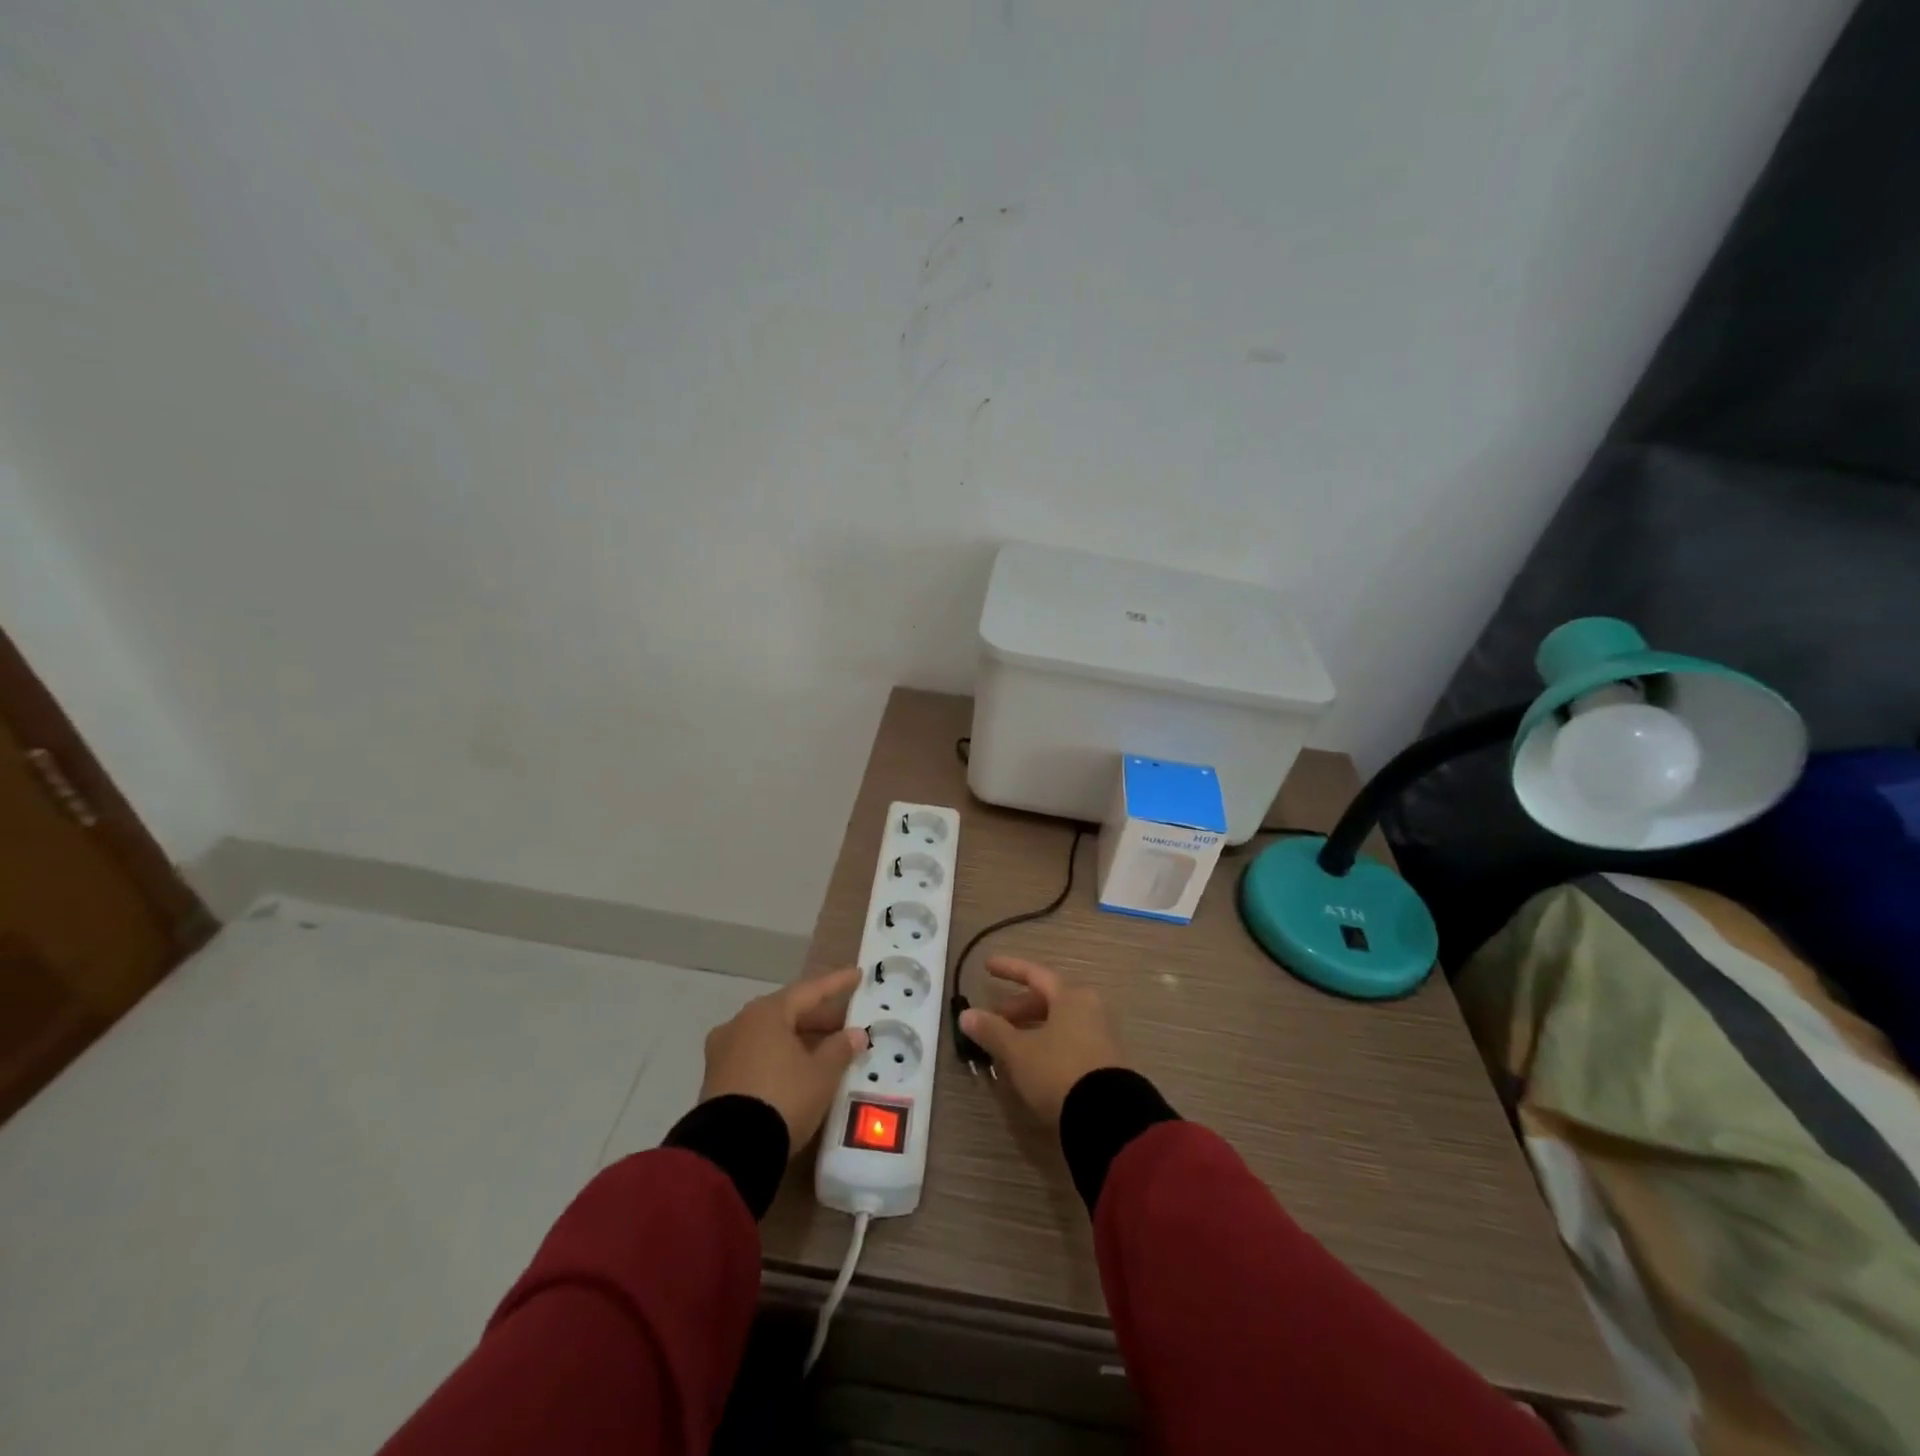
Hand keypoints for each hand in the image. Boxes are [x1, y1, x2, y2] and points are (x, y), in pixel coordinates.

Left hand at [699, 967, 869, 1150]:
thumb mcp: (822, 1074)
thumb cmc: (783, 1098)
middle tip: (845, 1023)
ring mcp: (723, 1052)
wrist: (729, 1152)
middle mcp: (740, 1024)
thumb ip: (840, 1048)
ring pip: (770, 1035)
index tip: (857, 975)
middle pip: (787, 1012)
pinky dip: (779, 1056)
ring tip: (825, 1049)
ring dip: (798, 1039)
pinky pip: (756, 1056)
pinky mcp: (716, 1080)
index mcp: (766, 1013)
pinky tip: (797, 1070)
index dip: (836, 984)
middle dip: (817, 1017)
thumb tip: (855, 1033)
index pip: (809, 990)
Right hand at [958, 957, 1126, 1127]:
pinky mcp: (1106, 1063)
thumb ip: (992, 1031)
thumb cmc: (1059, 1071)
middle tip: (994, 1020)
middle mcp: (1090, 1009)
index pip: (1035, 974)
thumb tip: (966, 1014)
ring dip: (1031, 1029)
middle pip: (1048, 1000)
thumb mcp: (1019, 1052)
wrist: (1109, 1117)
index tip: (987, 966)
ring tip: (1008, 1046)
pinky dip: (1047, 1045)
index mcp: (1071, 997)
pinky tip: (1032, 1064)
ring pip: (1059, 1023)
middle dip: (1018, 1009)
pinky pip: (1070, 1042)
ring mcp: (1101, 1036)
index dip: (1009, 969)